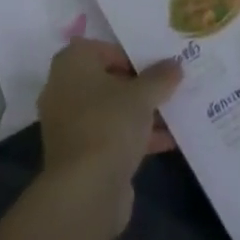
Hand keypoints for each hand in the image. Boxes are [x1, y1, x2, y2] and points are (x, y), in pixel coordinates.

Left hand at [37, 41, 181, 227]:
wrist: (85, 190)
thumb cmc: (109, 125)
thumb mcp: (142, 95)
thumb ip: (160, 77)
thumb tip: (175, 64)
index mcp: (72, 63)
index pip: (103, 49)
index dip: (131, 56)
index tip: (156, 67)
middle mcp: (64, 89)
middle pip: (108, 80)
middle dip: (138, 86)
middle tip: (168, 87)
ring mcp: (69, 124)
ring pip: (110, 110)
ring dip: (140, 113)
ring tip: (175, 114)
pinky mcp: (79, 155)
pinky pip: (110, 136)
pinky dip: (134, 137)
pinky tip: (167, 142)